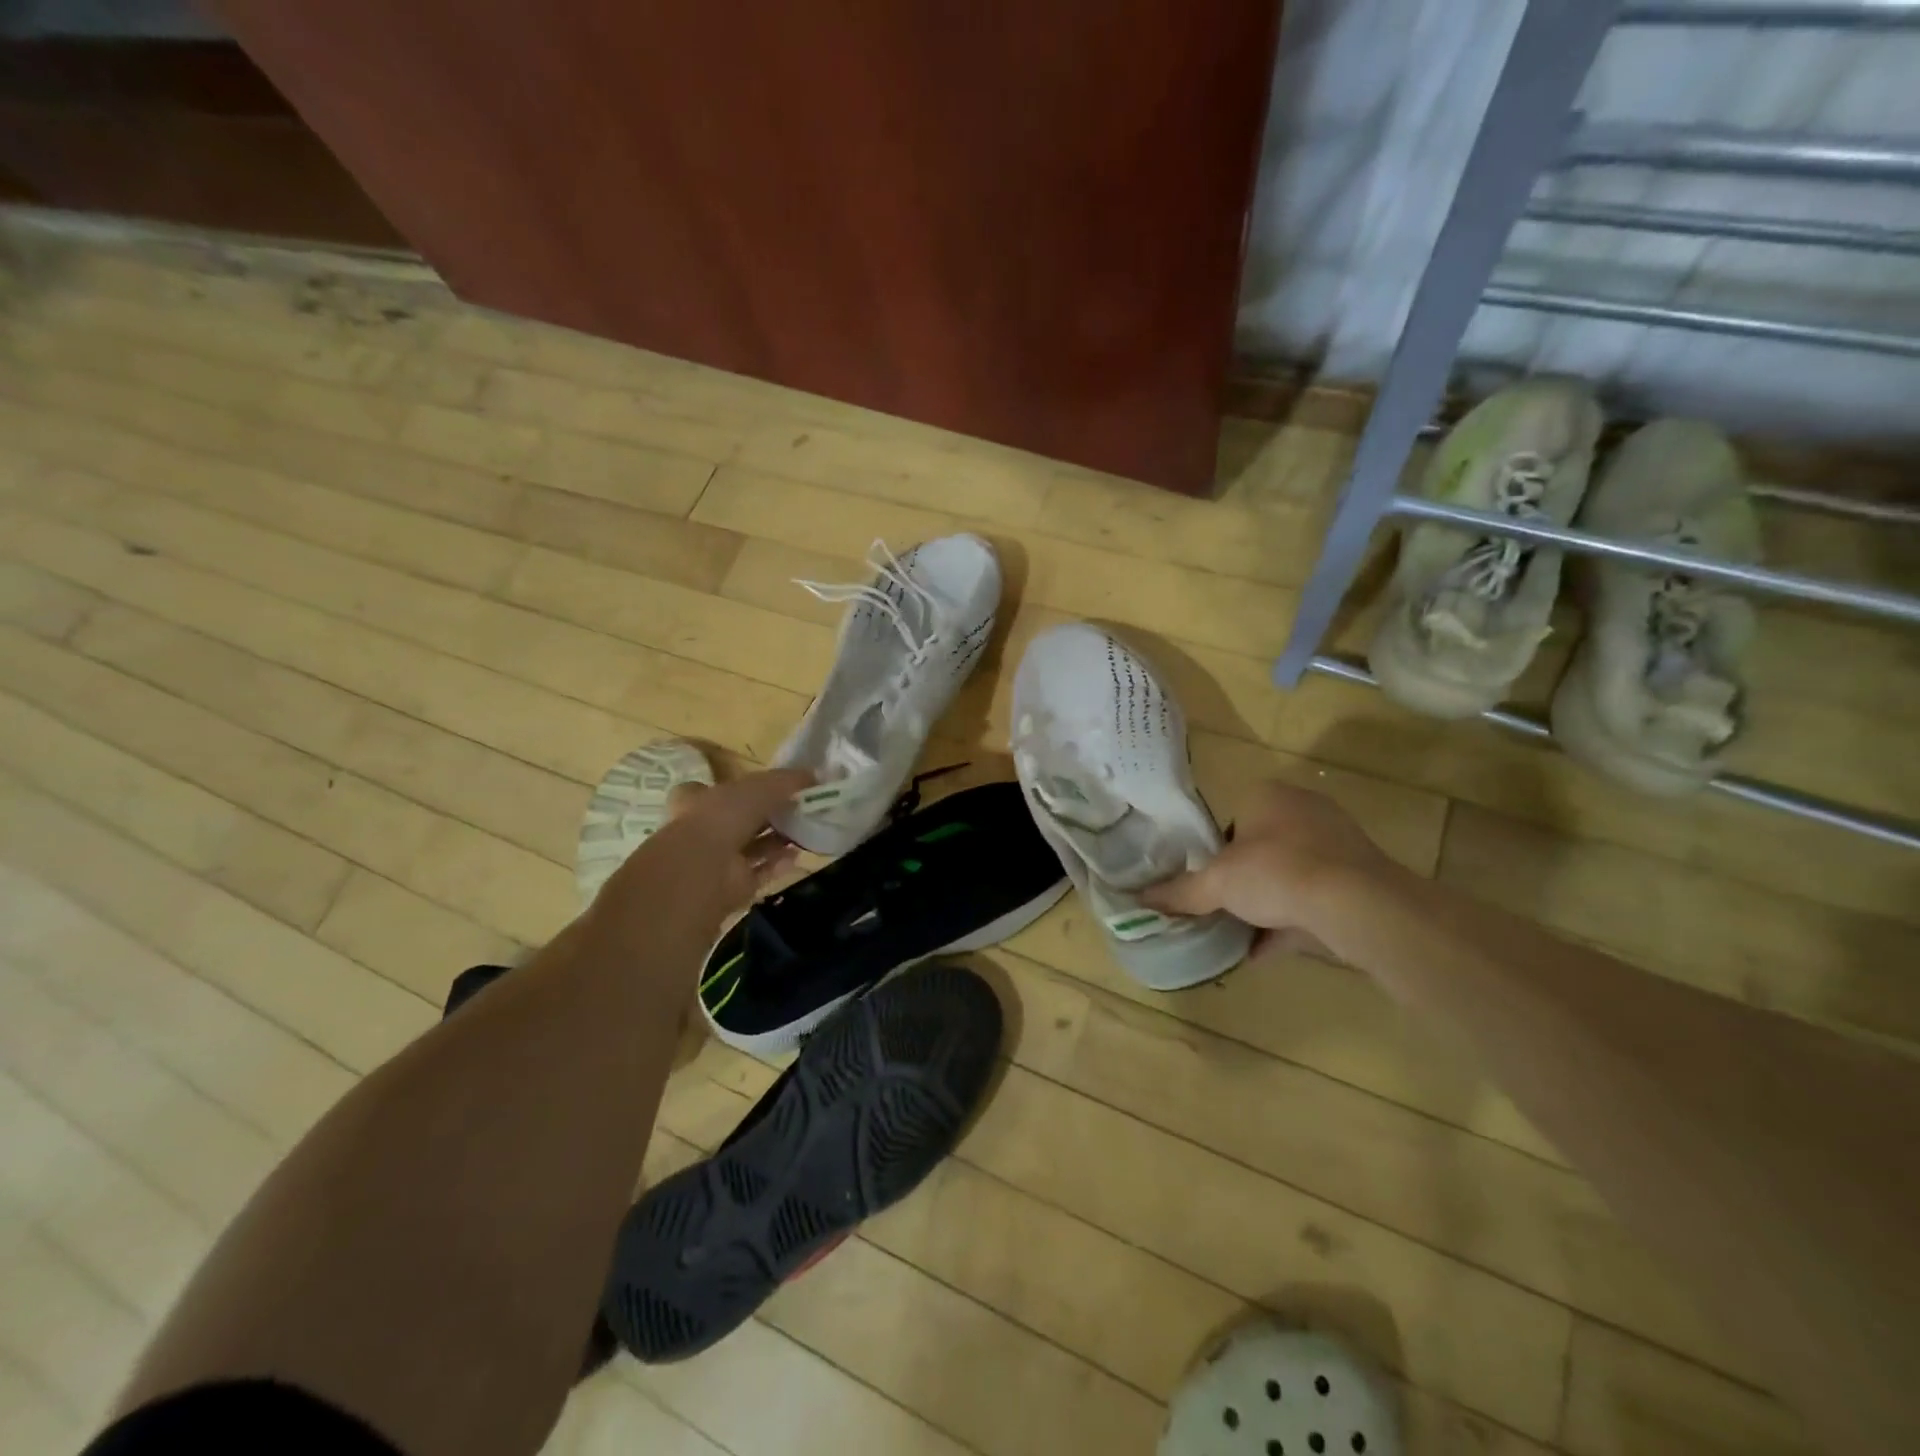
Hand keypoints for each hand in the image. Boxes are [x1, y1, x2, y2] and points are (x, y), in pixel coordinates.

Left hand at [599, 768, 812, 925]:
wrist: (703, 871)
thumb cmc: (722, 817)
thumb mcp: (759, 786)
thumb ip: (786, 780)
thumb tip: (815, 774)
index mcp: (696, 801)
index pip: (713, 790)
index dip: (739, 788)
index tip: (769, 787)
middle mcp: (703, 830)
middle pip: (739, 820)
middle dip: (767, 816)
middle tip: (798, 810)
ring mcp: (716, 861)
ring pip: (751, 848)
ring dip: (776, 841)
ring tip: (805, 832)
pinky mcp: (731, 886)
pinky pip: (759, 872)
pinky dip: (778, 865)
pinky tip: (797, 856)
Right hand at [1140, 781, 1402, 954]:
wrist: (1357, 905)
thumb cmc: (1277, 873)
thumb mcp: (1216, 884)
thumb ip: (1180, 892)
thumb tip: (1139, 898)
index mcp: (1268, 796)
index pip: (1231, 819)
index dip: (1214, 851)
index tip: (1204, 880)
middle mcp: (1304, 811)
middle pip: (1260, 848)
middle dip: (1241, 880)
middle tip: (1220, 906)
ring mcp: (1337, 845)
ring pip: (1289, 876)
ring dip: (1265, 905)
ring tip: (1236, 933)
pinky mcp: (1359, 880)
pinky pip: (1313, 901)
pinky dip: (1288, 924)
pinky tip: (1263, 952)